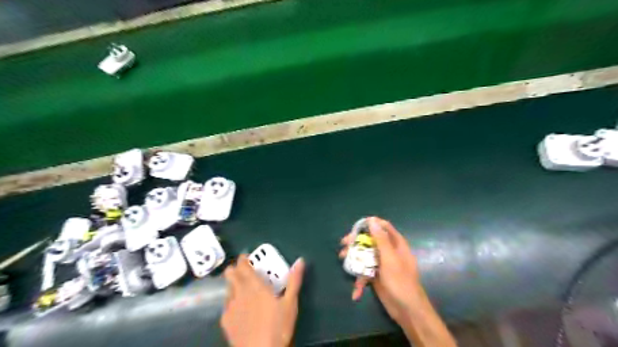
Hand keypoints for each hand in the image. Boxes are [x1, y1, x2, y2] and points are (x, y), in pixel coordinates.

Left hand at [220, 255, 304, 346]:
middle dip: (235, 269)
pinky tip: (239, 309)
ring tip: (243, 289)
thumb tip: (300, 261)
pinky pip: (226, 304)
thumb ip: (294, 280)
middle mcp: (239, 292)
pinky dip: (231, 301)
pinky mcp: (225, 321)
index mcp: (255, 285)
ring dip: (233, 284)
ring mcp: (230, 307)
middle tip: (245, 271)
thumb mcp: (290, 303)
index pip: (243, 265)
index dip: (243, 259)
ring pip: (227, 288)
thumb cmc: (277, 326)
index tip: (247, 257)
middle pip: (230, 274)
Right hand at [341, 216, 422, 324]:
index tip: (356, 227)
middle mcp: (389, 251)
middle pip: (370, 241)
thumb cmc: (400, 281)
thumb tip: (372, 220)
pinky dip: (360, 280)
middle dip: (356, 242)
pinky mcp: (377, 276)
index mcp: (396, 244)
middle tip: (344, 244)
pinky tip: (356, 292)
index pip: (383, 227)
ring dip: (354, 258)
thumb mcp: (390, 258)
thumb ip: (381, 239)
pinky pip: (365, 272)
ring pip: (365, 255)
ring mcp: (382, 264)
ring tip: (342, 260)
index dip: (370, 224)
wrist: (407, 310)